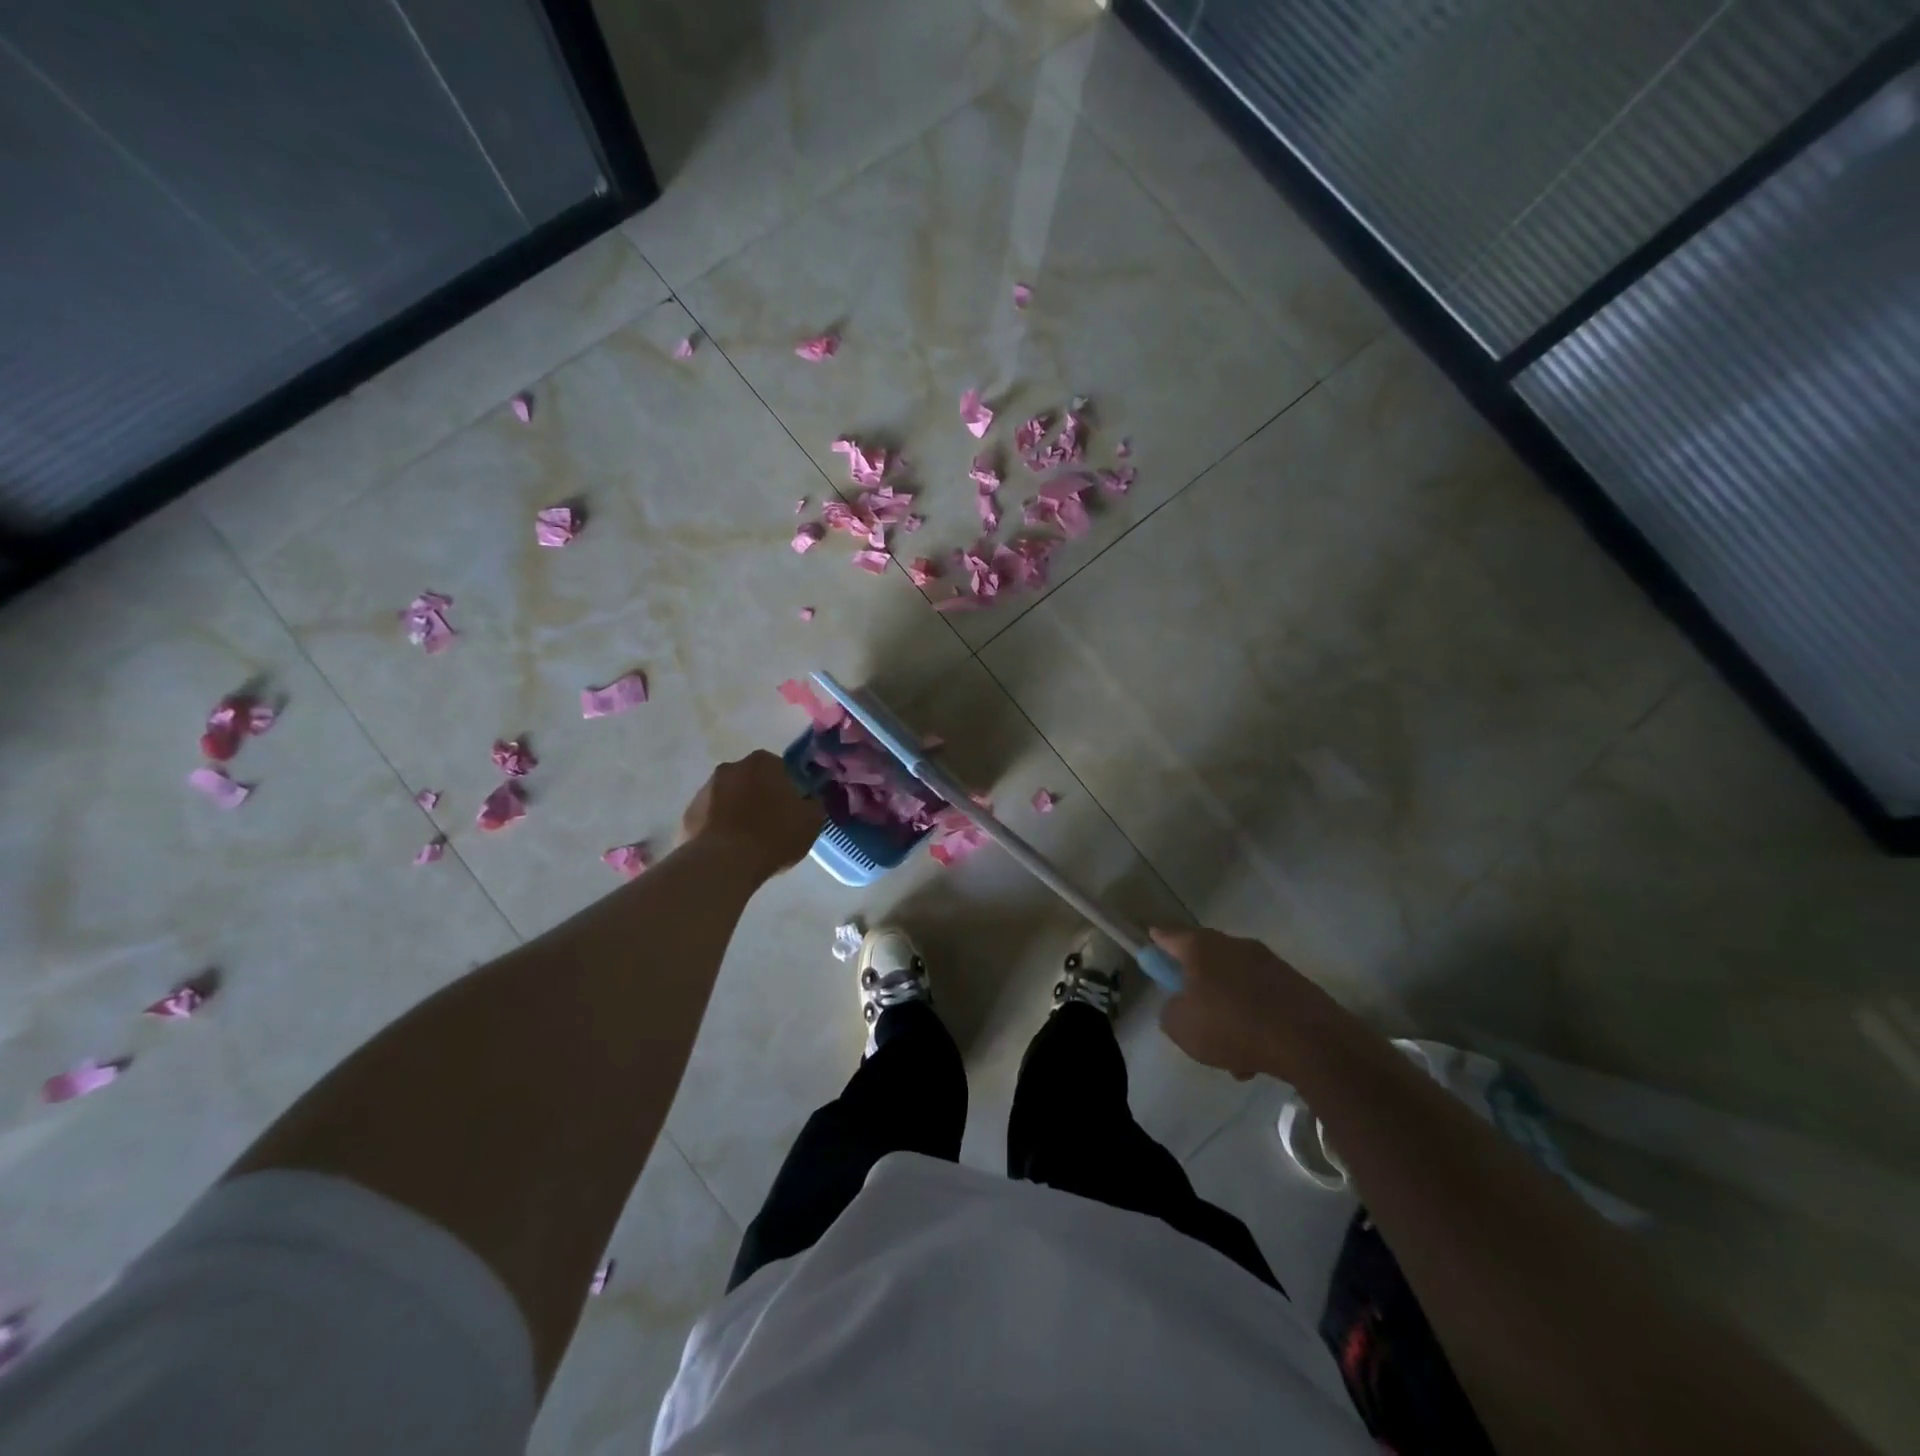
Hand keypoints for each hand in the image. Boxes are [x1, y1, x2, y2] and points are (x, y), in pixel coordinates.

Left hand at [679, 750, 825, 878]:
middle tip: (772, 825)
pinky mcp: (687, 815)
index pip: (780, 768)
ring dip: (737, 813)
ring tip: (749, 843)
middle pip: (751, 781)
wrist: (723, 863)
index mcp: (762, 762)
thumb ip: (814, 803)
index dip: (788, 789)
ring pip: (728, 799)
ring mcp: (704, 791)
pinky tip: (729, 851)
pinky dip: (719, 830)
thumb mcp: (812, 821)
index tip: (792, 810)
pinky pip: (710, 819)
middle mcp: (730, 768)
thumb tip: (810, 800)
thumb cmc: (774, 835)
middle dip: (760, 797)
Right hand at [1151, 926, 1340, 1079]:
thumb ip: (1170, 1012)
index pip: (1170, 935)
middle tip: (1194, 1017)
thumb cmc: (1232, 1025)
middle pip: (1206, 960)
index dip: (1158, 941)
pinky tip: (1257, 1057)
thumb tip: (1180, 1006)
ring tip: (1231, 1054)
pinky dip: (1255, 1022)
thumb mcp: (1181, 1027)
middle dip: (1198, 987)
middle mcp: (1235, 945)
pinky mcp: (1295, 985)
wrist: (1310, 1041)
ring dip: (1229, 1011)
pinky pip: (1262, 1001)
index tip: (1152, 943)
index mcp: (1202, 947)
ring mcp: (1269, 963)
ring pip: (1236, 985)